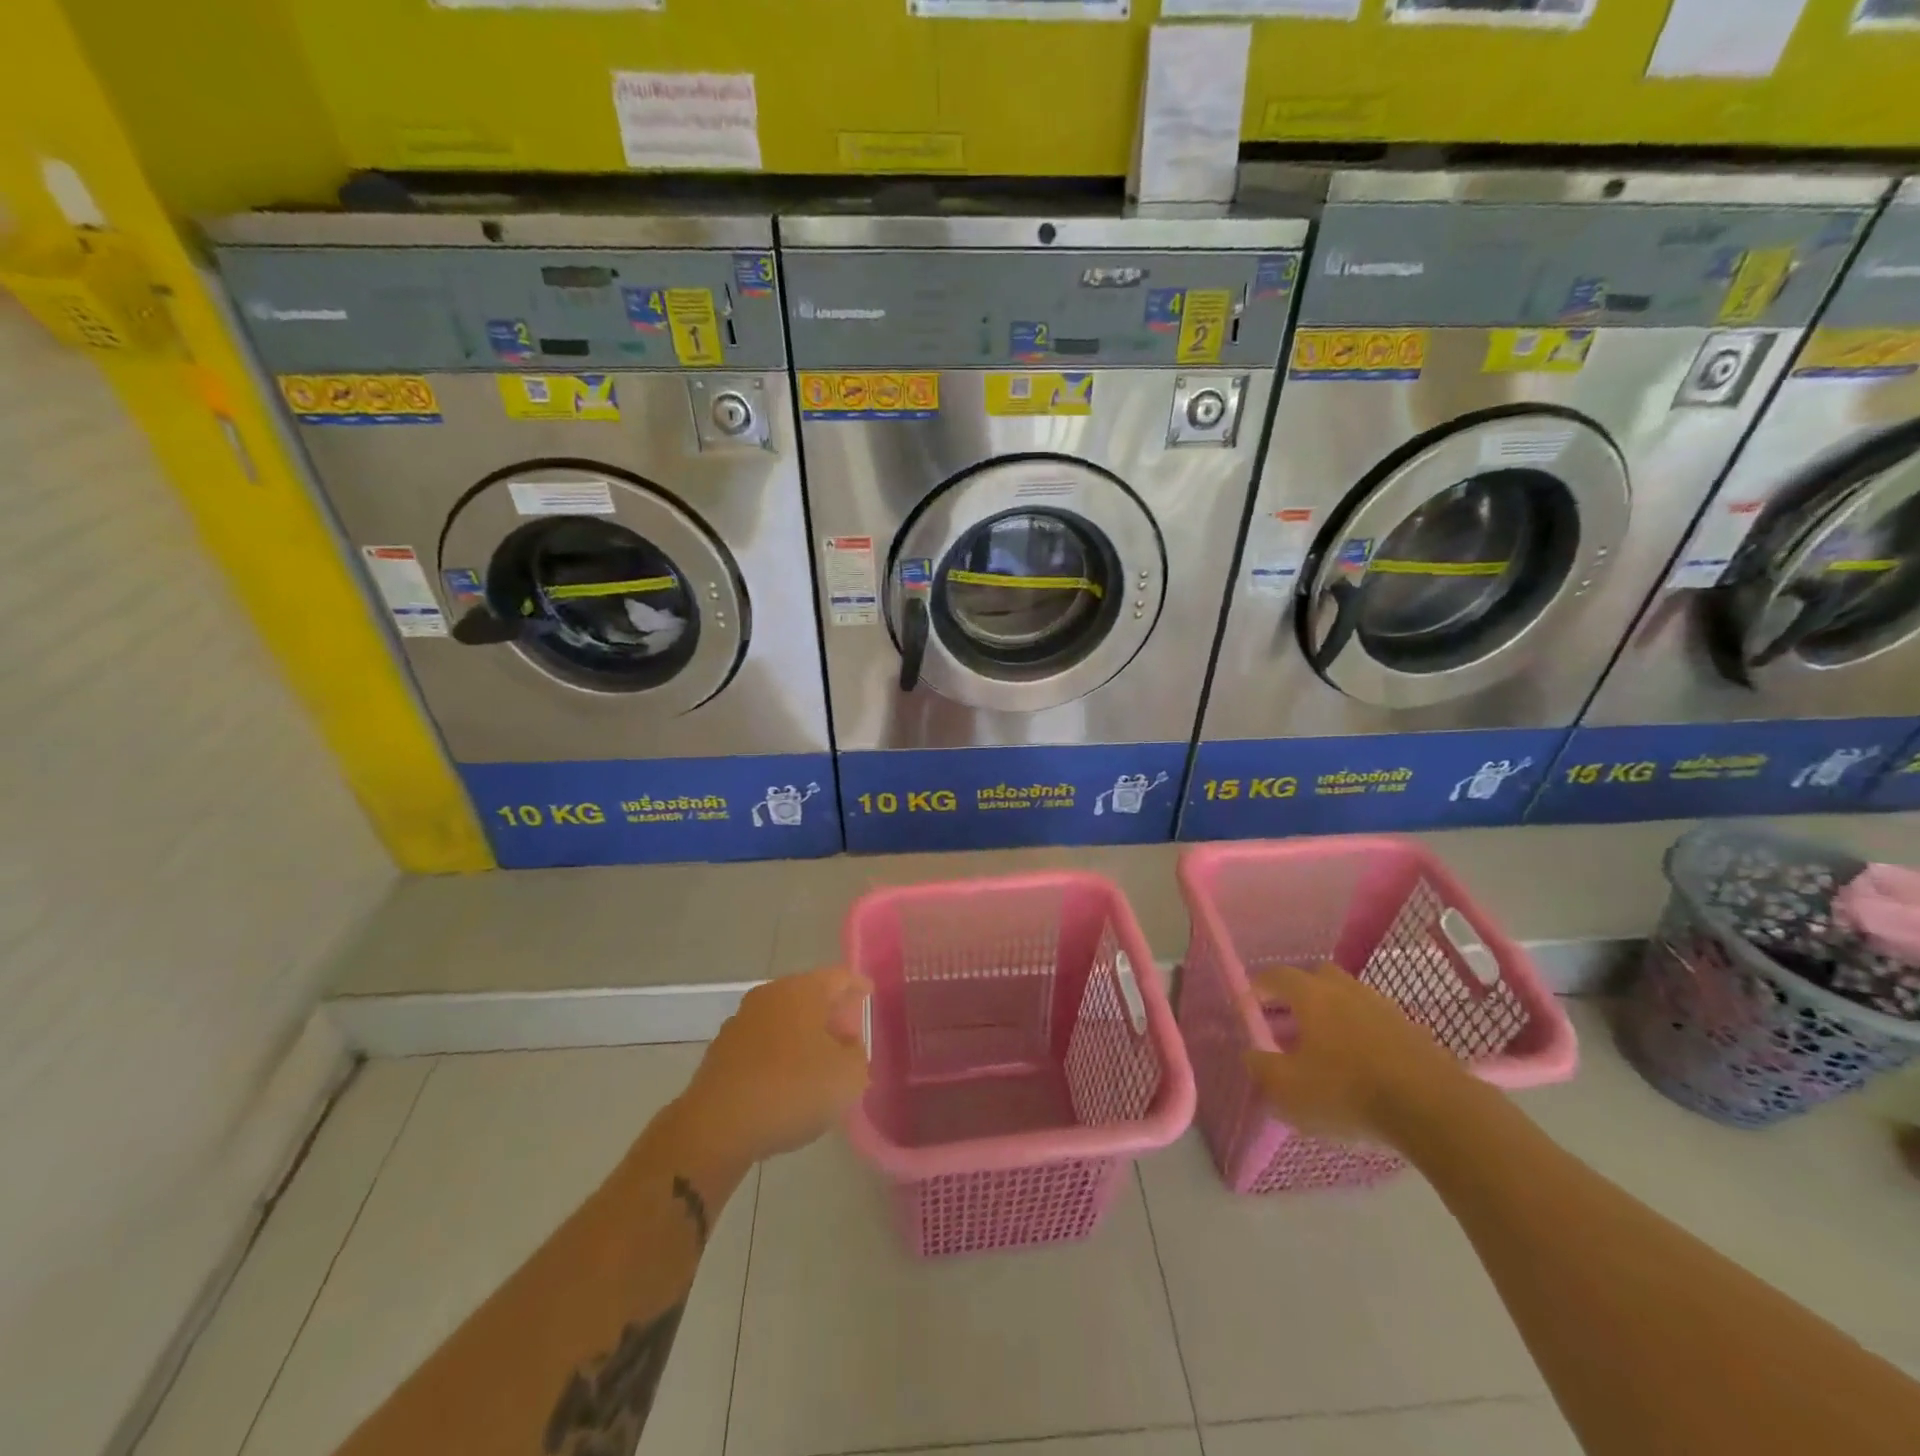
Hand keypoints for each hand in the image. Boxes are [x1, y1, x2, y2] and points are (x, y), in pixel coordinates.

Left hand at [677, 968, 871, 1171]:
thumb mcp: (848, 1076)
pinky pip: (764, 1042)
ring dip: (804, 1034)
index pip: (840, 977)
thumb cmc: (792, 1089)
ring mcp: (742, 1021)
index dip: (858, 986)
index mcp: (803, 990)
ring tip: (821, 1060)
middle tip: (849, 1033)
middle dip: (831, 1011)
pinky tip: (788, 1080)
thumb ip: (857, 1055)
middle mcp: (771, 995)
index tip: (869, 995)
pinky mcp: (723, 1051)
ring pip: (784, 1018)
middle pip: (810, 995)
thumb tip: (846, 1047)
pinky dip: (780, 1053)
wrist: (717, 1126)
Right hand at [1241, 962, 1474, 1146]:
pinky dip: (1361, 1031)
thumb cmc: (1348, 1091)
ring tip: (1325, 1042)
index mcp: (1311, 995)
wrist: (1434, 1109)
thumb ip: (1262, 1068)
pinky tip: (1361, 1060)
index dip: (1258, 986)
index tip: (1249, 1002)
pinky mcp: (1412, 1031)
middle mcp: (1345, 990)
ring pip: (1349, 997)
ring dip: (1333, 1011)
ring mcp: (1383, 1007)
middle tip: (1288, 1018)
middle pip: (1316, 976)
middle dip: (1298, 992)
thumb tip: (1250, 1053)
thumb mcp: (1290, 1089)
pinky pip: (1375, 1020)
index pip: (1276, 975)